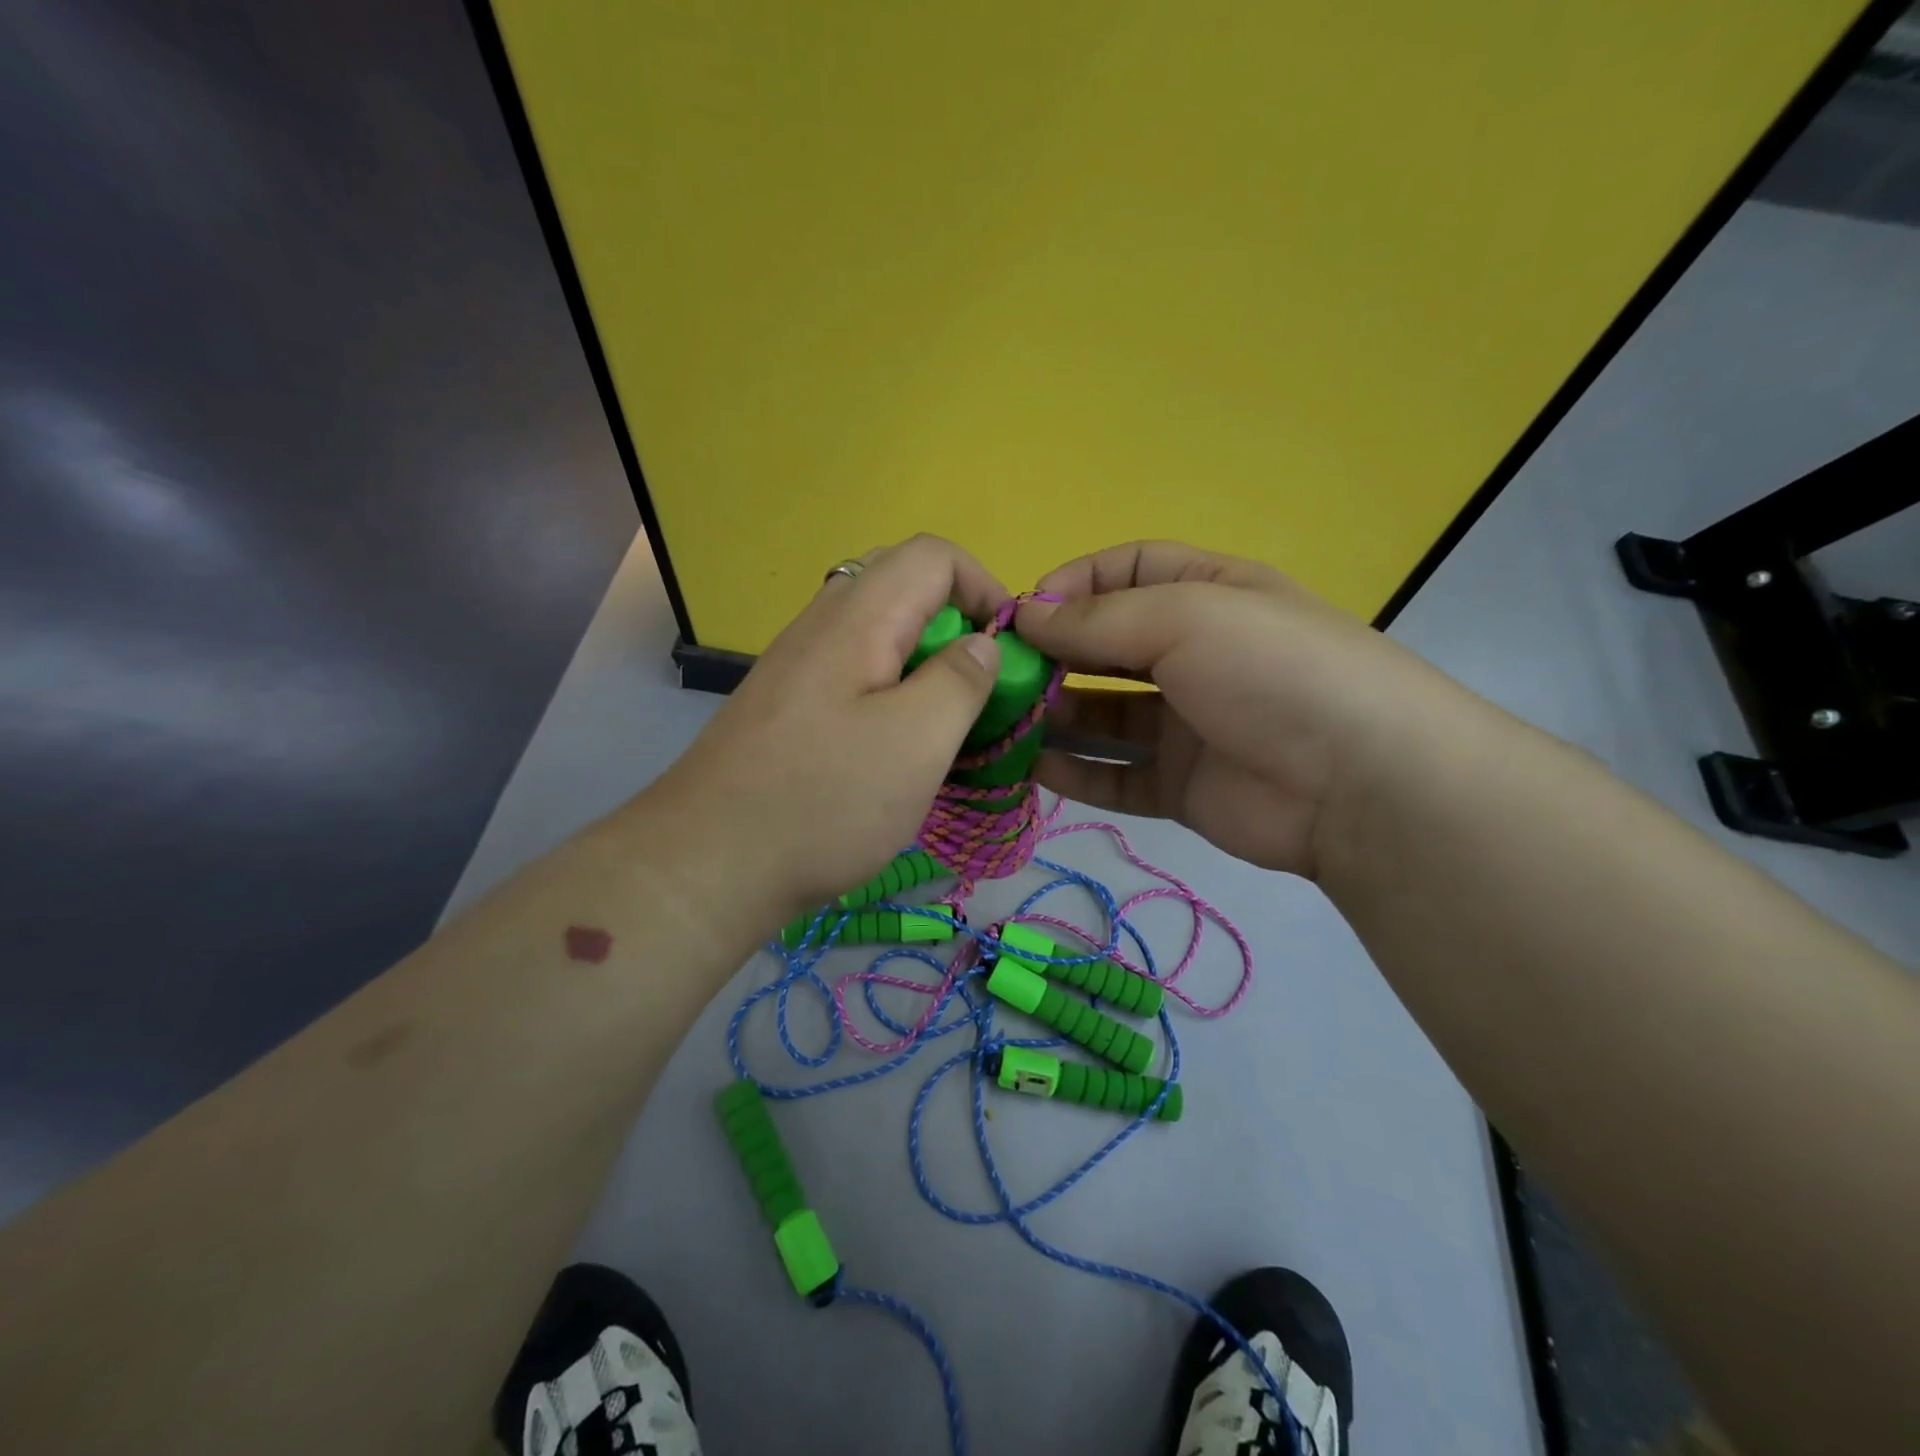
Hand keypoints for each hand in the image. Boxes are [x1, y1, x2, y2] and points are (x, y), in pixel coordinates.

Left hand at [639, 535, 1007, 924]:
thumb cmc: (825, 799)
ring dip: (924, 661)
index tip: (1010, 647)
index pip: (933, 556)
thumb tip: (981, 644)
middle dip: (955, 623)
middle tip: (978, 683)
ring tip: (945, 720)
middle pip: (902, 585)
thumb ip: (960, 680)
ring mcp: (798, 665)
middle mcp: (821, 625)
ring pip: (877, 632)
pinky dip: (891, 689)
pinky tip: (895, 746)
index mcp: (858, 618)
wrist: (709, 862)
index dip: (985, 586)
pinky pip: (853, 671)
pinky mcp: (788, 705)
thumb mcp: (917, 740)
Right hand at [1014, 541, 1452, 879]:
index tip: (1025, 612)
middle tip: (1003, 674)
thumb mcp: (1186, 617)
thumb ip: (1099, 620)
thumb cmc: (1272, 670)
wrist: (1361, 783)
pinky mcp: (1180, 786)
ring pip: (1104, 715)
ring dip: (1055, 716)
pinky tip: (1032, 770)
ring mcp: (1187, 725)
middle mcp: (1195, 656)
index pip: (1127, 571)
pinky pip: (1116, 776)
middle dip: (1055, 655)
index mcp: (1208, 595)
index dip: (1074, 584)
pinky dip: (1075, 773)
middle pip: (1107, 646)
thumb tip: (1025, 617)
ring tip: (1005, 723)